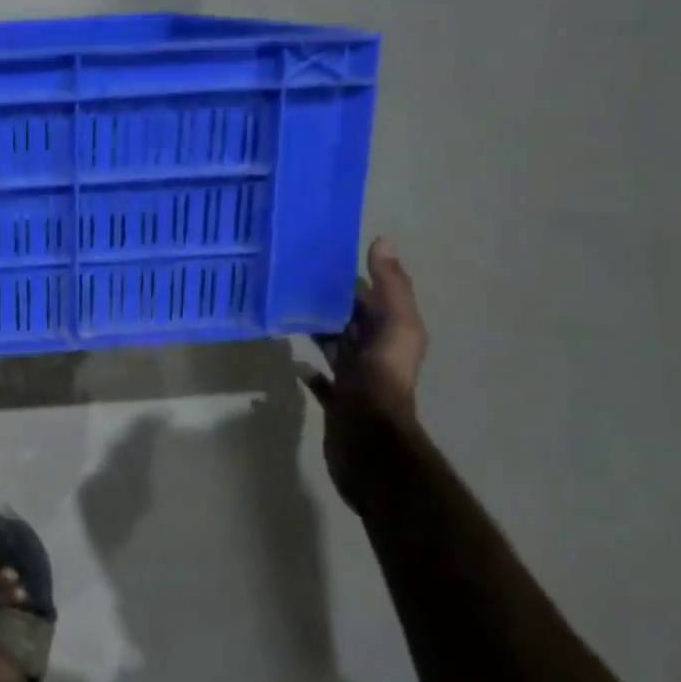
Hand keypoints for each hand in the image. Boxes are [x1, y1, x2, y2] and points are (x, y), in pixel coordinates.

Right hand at [304, 238, 428, 506]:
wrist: (368, 439)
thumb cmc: (381, 380)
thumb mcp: (395, 327)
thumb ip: (391, 287)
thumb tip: (382, 241)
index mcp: (392, 334)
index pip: (370, 298)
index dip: (349, 279)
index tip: (315, 258)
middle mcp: (376, 354)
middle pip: (351, 321)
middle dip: (328, 302)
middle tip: (290, 280)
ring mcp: (356, 379)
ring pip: (336, 346)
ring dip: (317, 331)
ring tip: (285, 312)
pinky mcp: (338, 401)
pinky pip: (322, 380)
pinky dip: (310, 370)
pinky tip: (294, 361)